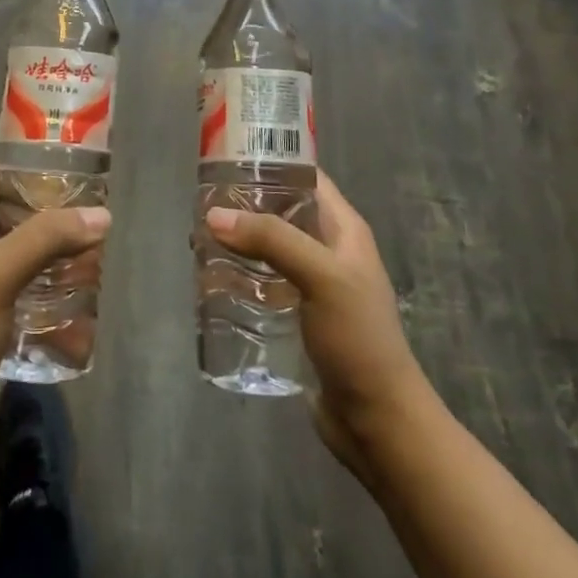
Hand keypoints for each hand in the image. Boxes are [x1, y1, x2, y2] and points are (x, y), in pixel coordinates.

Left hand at [0, 160, 109, 448]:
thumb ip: (44, 240)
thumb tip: (100, 215)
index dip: (21, 165)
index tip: (65, 172)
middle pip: (5, 212)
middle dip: (46, 212)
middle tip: (88, 219)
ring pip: (13, 252)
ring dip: (47, 252)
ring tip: (88, 258)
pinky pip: (15, 289)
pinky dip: (41, 288)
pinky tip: (70, 303)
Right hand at [205, 171, 429, 480]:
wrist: (378, 421)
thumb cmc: (357, 338)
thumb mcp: (320, 276)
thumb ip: (271, 240)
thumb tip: (214, 215)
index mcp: (343, 229)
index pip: (306, 177)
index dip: (272, 161)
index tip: (227, 156)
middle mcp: (329, 249)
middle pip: (282, 211)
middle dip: (245, 205)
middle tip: (202, 201)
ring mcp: (314, 284)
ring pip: (270, 248)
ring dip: (239, 242)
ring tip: (198, 239)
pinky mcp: (300, 316)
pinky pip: (265, 283)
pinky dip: (241, 276)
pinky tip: (212, 280)